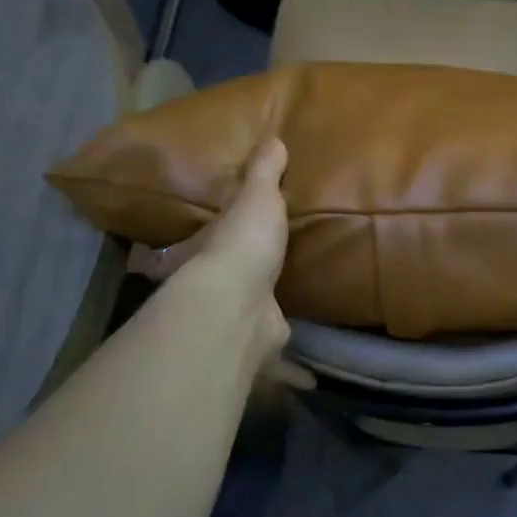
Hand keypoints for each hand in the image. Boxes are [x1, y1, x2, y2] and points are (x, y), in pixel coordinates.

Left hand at [129, 137, 307, 384]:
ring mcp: (236, 321)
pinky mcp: (259, 350)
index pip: (204, 240)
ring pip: (250, 321)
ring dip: (264, 322)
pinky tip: (311, 378)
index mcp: (209, 251)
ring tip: (288, 319)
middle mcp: (216, 288)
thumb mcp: (255, 197)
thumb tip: (273, 138)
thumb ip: (264, 173)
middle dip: (239, 283)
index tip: (221, 239)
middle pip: (225, 284)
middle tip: (263, 278)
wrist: (238, 305)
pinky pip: (278, 362)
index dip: (211, 237)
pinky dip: (292, 372)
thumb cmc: (242, 245)